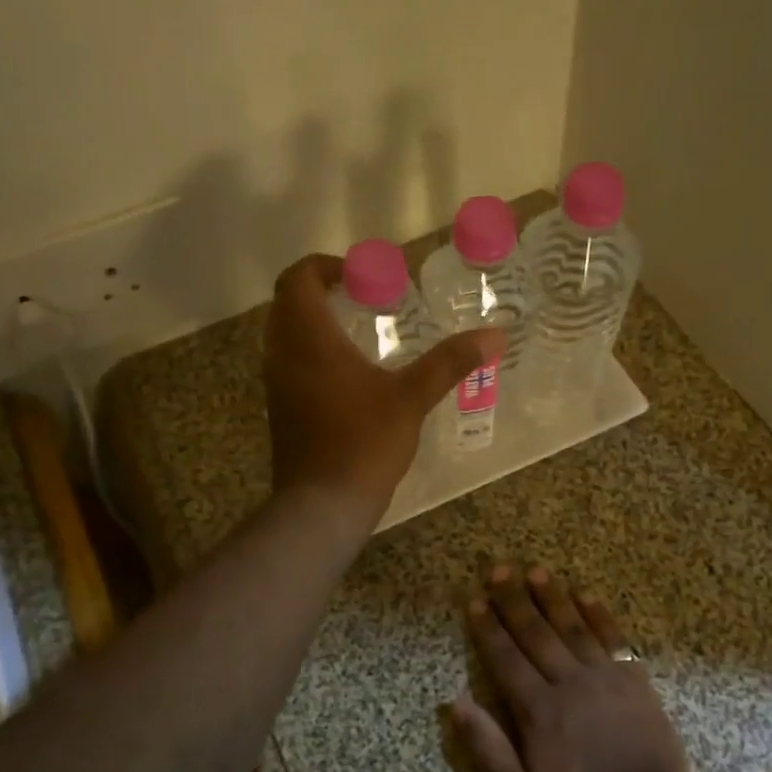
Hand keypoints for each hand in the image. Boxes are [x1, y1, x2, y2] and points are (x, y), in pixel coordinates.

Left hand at [265, 254, 501, 523]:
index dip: (325, 266)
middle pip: (287, 303)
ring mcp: (276, 386)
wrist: (322, 505)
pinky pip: (289, 365)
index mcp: (309, 339)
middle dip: (320, 291)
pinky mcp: (280, 411)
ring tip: (358, 332)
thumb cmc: (364, 443)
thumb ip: (450, 362)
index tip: (360, 275)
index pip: (298, 279)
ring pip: (284, 336)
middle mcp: (283, 355)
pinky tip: (348, 377)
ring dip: (314, 324)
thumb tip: (495, 335)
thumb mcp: (412, 398)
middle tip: (363, 298)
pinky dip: (311, 354)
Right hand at [450, 562, 695, 771]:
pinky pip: (613, 639)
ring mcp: (604, 677)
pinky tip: (587, 595)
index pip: (505, 658)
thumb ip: (487, 747)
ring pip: (572, 628)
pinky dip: (599, 615)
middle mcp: (568, 682)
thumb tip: (454, 703)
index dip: (488, 628)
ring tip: (536, 570)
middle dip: (514, 600)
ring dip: (553, 597)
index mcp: (537, 709)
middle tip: (500, 570)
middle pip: (535, 633)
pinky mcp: (634, 680)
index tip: (475, 601)